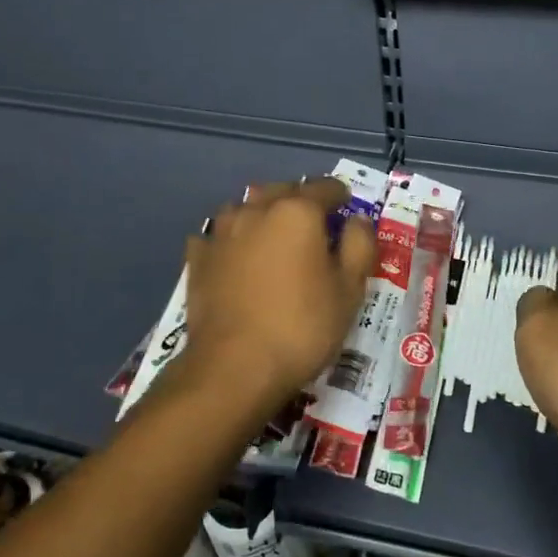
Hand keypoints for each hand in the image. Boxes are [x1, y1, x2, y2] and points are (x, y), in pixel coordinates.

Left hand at [182, 177, 375, 413]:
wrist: (233, 368)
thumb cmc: (302, 327)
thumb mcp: (349, 290)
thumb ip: (359, 246)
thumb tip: (357, 220)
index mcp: (297, 211)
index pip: (326, 188)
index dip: (341, 197)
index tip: (348, 209)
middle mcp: (256, 210)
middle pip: (284, 191)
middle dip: (302, 201)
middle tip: (315, 227)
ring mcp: (221, 232)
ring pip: (246, 208)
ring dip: (263, 215)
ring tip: (274, 239)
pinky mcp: (198, 258)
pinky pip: (218, 236)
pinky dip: (231, 240)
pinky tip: (235, 258)